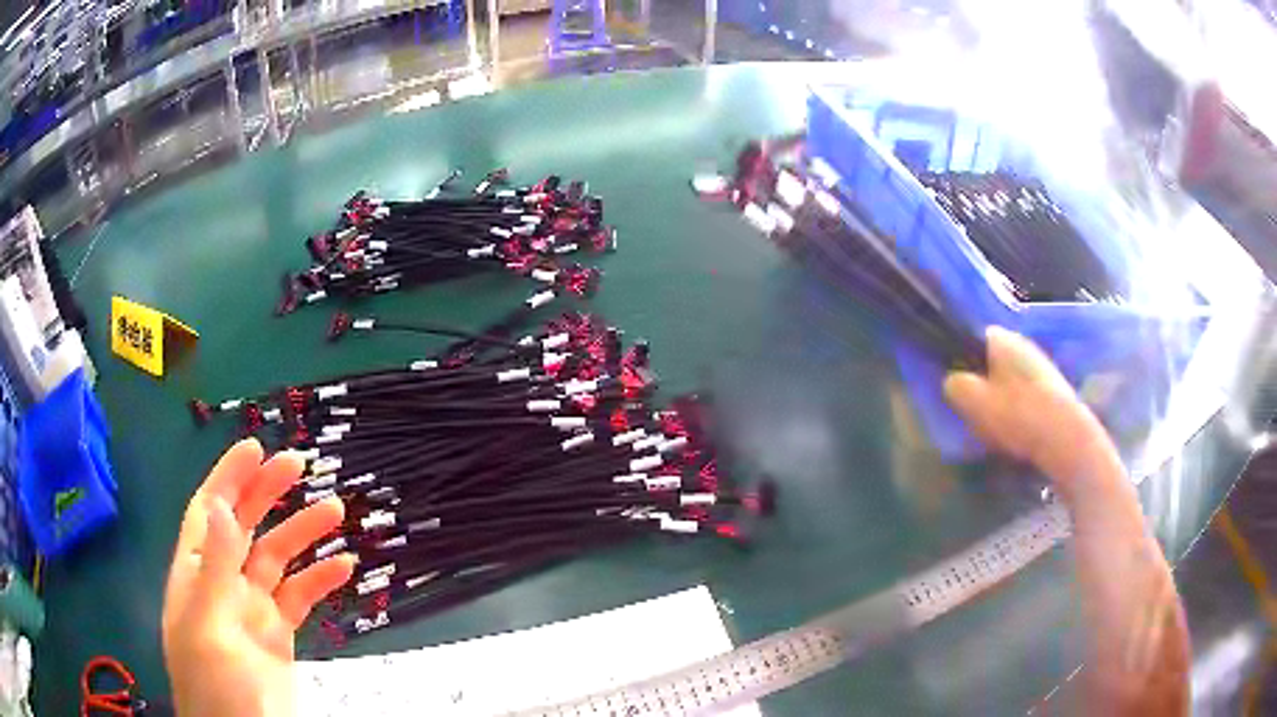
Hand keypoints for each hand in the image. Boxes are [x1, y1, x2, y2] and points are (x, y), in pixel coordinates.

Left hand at [162, 438, 355, 716]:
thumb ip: (214, 568)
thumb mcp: (209, 627)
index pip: (209, 512)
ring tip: (334, 512)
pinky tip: (343, 568)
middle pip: (244, 527)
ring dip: (302, 534)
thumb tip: (218, 503)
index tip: (256, 448)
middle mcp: (222, 584)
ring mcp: (253, 610)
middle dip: (268, 493)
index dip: (228, 478)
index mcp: (196, 575)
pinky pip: (300, 598)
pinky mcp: (279, 635)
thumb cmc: (214, 684)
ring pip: (277, 559)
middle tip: (300, 465)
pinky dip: (320, 580)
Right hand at [943, 326, 1114, 487]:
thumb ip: (955, 386)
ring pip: (1011, 379)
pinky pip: (1028, 396)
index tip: (958, 387)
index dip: (963, 361)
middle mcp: (1023, 344)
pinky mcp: (1055, 391)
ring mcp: (1042, 366)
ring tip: (995, 428)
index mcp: (1001, 338)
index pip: (974, 338)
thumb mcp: (973, 401)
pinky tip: (1017, 433)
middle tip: (974, 412)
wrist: (1066, 438)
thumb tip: (952, 381)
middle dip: (983, 382)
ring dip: (1002, 399)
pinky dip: (1019, 411)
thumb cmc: (1017, 414)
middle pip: (993, 360)